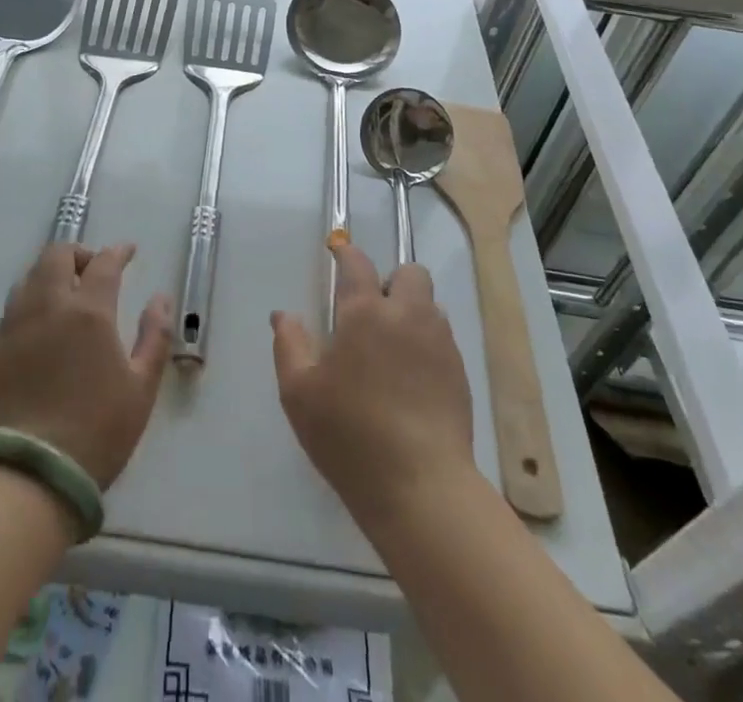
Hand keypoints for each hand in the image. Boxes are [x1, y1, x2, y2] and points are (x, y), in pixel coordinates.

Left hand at [0, 243, 171, 488]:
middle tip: (93, 272)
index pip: (104, 263)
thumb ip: (155, 336)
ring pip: (30, 276)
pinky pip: (12, 307)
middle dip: (79, 254)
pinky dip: (31, 301)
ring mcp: (15, 324)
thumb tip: (160, 298)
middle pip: (58, 255)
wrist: (28, 476)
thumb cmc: (96, 432)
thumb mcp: (141, 387)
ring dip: (51, 274)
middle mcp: (48, 305)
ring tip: (65, 296)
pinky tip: (40, 325)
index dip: (118, 252)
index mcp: (89, 311)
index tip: (128, 251)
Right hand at [272, 244, 477, 531]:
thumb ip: (289, 345)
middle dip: (392, 282)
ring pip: (430, 305)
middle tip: (372, 315)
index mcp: (365, 312)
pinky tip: (411, 379)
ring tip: (393, 348)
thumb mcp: (299, 394)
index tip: (338, 256)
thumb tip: (283, 315)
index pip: (357, 263)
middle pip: (410, 273)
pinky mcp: (459, 373)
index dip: (347, 255)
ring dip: (412, 312)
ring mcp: (439, 343)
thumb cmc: (350, 436)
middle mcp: (407, 315)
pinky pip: (443, 338)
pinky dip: (427, 343)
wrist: (421, 487)